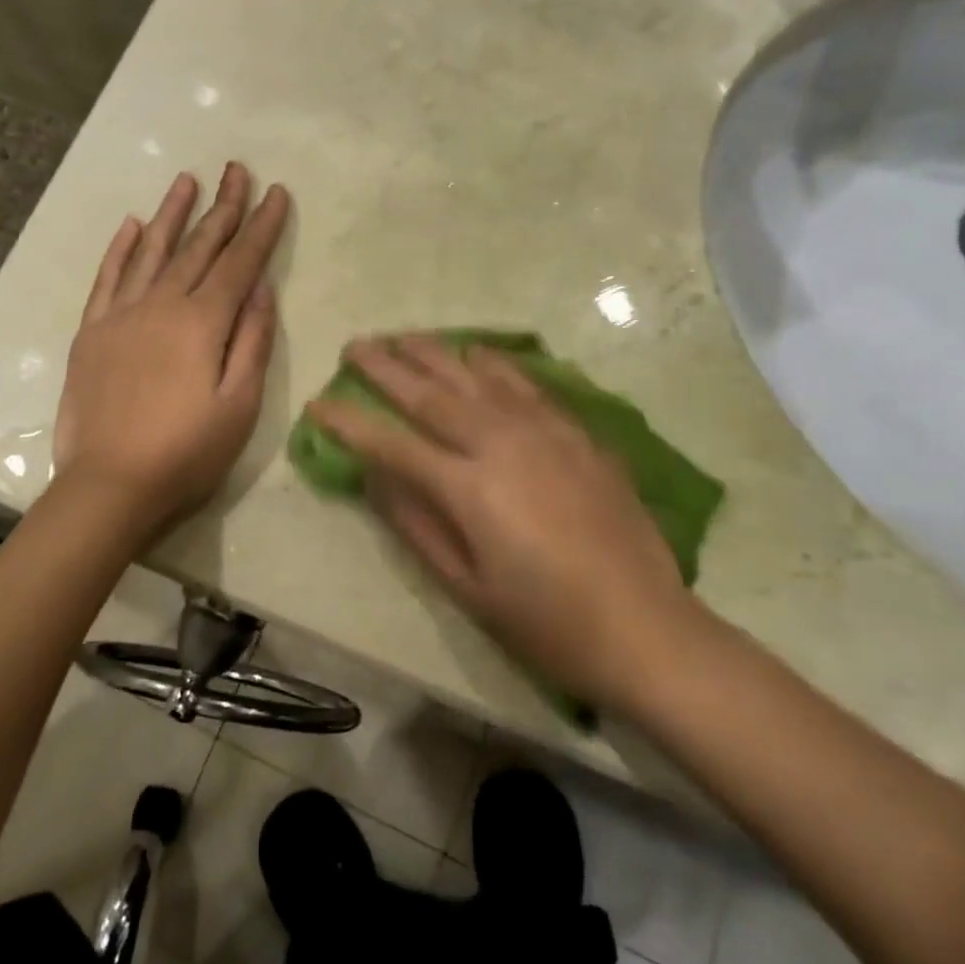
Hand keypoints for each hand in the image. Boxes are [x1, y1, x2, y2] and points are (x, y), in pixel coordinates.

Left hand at [54, 164, 289, 531]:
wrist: (108, 487)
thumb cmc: (186, 454)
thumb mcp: (239, 406)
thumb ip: (253, 342)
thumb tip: (262, 288)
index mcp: (203, 323)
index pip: (240, 262)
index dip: (261, 226)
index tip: (276, 192)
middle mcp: (161, 306)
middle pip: (199, 247)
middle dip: (223, 206)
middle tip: (237, 169)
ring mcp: (121, 316)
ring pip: (152, 252)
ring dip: (173, 214)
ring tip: (187, 179)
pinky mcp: (92, 332)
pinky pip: (107, 278)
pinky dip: (121, 249)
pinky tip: (133, 225)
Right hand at [307, 335, 698, 707]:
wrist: (645, 626)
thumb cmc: (546, 621)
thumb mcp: (466, 588)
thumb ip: (416, 525)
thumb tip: (375, 477)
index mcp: (469, 489)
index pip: (392, 444)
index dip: (350, 423)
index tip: (319, 403)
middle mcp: (502, 444)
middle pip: (431, 393)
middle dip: (386, 366)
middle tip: (355, 345)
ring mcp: (544, 432)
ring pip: (476, 376)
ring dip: (435, 353)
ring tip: (404, 337)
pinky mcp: (577, 432)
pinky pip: (526, 383)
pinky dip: (493, 363)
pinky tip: (477, 353)